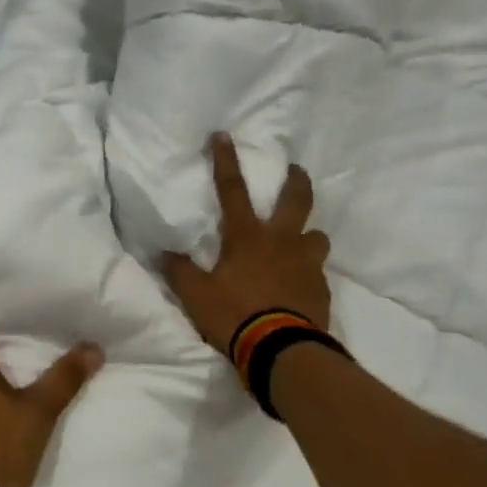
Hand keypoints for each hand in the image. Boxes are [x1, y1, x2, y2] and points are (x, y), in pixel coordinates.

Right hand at [163, 133, 331, 355]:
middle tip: (296, 170)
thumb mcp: (196, 295)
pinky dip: (308, 272)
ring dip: (308, 235)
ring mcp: (307, 264)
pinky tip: (300, 285)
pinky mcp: (322, 289)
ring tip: (300, 243)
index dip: (226, 160)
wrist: (283, 351)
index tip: (223, 135)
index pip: (232, 190)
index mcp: (247, 237)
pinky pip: (318, 272)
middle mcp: (282, 242)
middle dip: (296, 181)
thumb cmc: (235, 315)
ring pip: (317, 235)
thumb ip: (180, 272)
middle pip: (296, 200)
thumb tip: (164, 254)